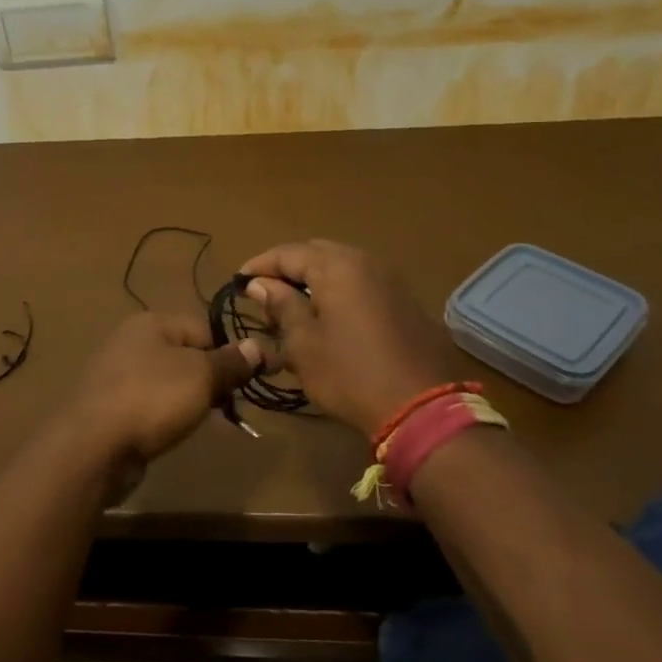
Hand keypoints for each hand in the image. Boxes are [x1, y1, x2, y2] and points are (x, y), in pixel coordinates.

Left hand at [63, 312, 264, 465]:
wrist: (95, 446)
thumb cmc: (153, 398)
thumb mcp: (202, 375)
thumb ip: (231, 361)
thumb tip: (258, 346)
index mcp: (152, 322)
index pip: (205, 328)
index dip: (230, 352)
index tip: (249, 380)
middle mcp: (132, 341)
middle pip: (187, 354)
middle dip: (212, 378)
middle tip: (230, 404)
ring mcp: (118, 374)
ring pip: (169, 381)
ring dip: (191, 399)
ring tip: (206, 421)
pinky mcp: (111, 406)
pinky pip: (151, 403)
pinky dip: (167, 415)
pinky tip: (175, 431)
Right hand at [239, 240, 466, 438]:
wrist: (423, 408)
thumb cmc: (351, 374)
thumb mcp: (304, 343)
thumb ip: (281, 306)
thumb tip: (260, 284)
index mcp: (338, 266)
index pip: (288, 253)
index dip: (259, 265)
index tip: (238, 283)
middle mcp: (366, 262)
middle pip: (316, 253)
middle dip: (287, 269)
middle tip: (265, 294)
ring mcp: (390, 280)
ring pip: (341, 267)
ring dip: (313, 280)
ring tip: (293, 307)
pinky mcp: (404, 302)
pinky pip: (361, 284)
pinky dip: (338, 291)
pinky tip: (327, 317)